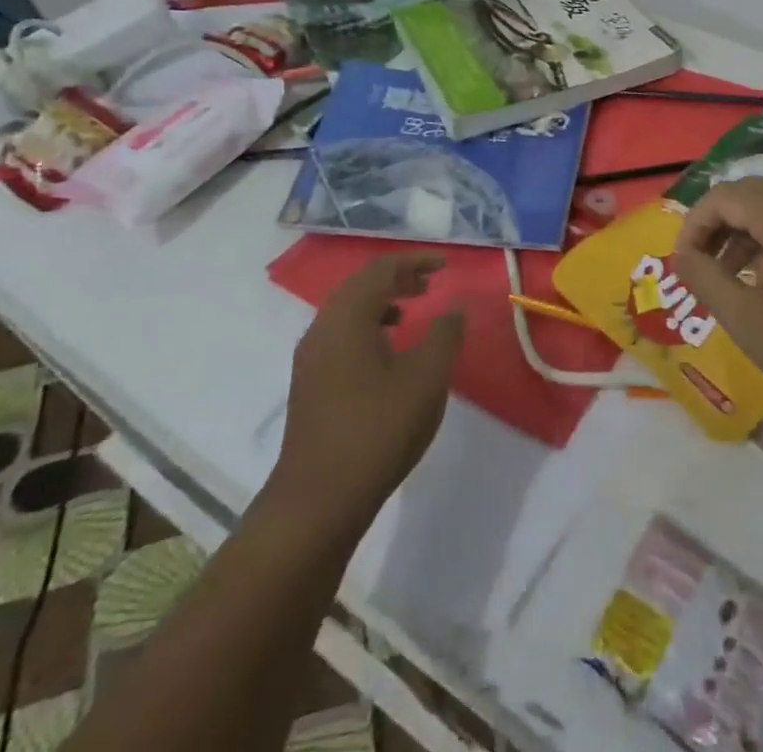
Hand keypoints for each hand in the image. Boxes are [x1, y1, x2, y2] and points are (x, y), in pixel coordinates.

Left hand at [267, 253, 465, 528]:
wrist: (318, 501)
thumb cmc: (378, 429)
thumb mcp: (426, 378)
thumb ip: (444, 335)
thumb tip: (453, 309)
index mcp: (348, 318)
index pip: (381, 269)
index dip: (414, 261)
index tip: (443, 265)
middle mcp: (322, 329)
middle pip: (359, 285)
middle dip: (396, 277)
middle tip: (429, 283)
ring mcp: (310, 358)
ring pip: (347, 311)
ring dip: (380, 302)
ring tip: (411, 312)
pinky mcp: (309, 384)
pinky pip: (340, 334)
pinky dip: (367, 326)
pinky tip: (387, 352)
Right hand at [672, 179, 762, 413]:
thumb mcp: (745, 316)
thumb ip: (704, 278)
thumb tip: (681, 255)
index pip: (721, 196)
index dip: (693, 226)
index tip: (683, 264)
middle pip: (746, 194)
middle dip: (716, 228)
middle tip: (701, 268)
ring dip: (742, 234)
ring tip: (727, 278)